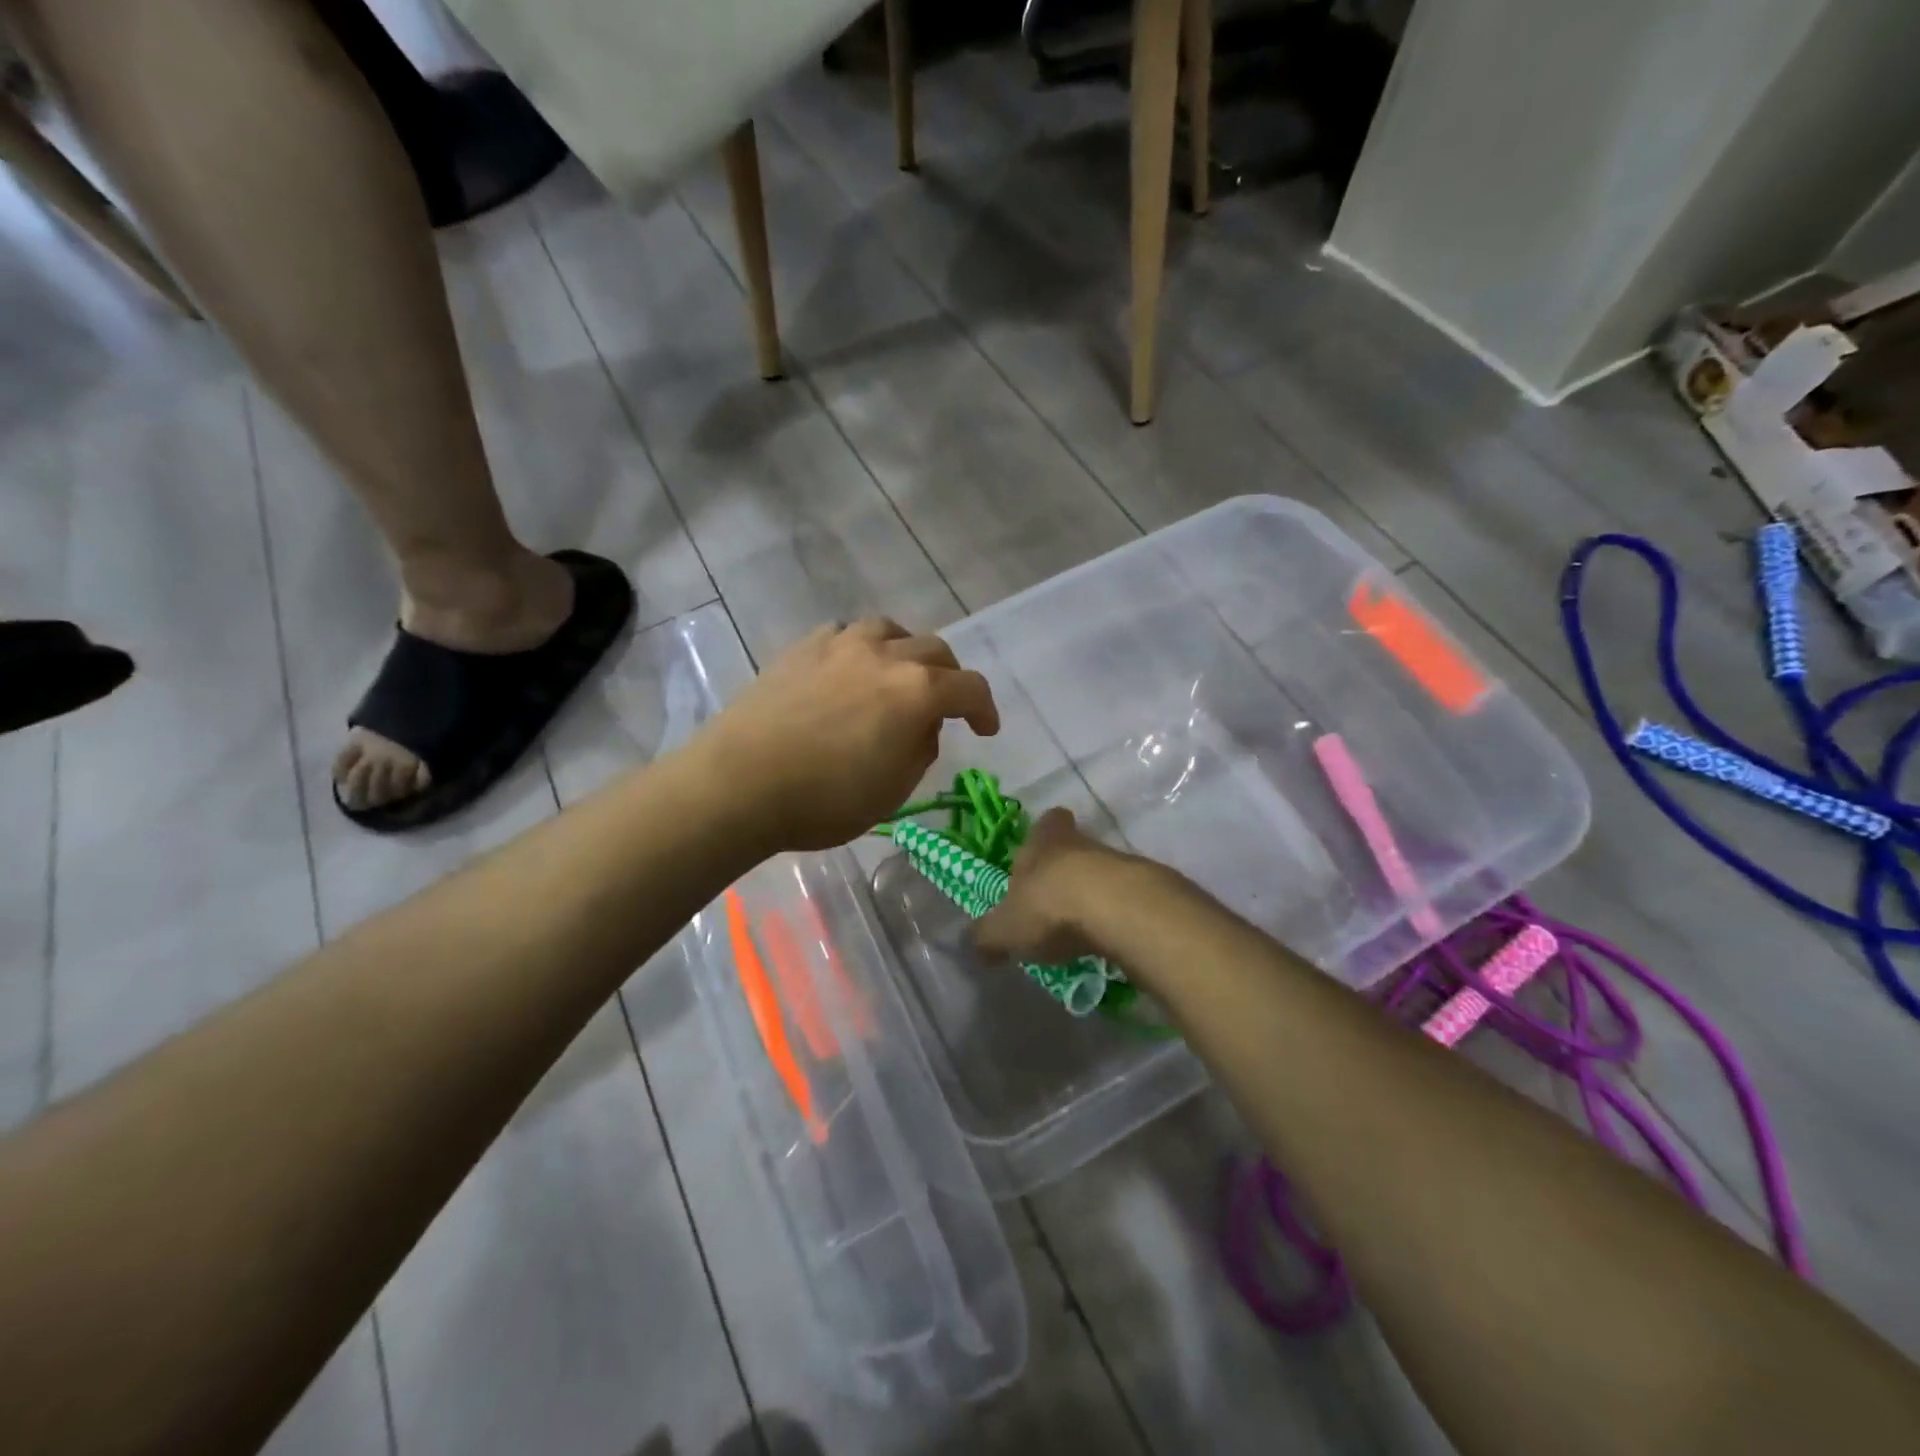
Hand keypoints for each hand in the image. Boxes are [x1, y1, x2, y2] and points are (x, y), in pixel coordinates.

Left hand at [691, 618, 999, 852]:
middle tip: (946, 704)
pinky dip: (861, 648)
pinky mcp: (802, 648)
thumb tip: (922, 726)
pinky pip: (845, 634)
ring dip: (906, 651)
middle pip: (935, 650)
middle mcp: (885, 656)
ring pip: (890, 630)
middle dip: (950, 677)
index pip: (969, 688)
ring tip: (898, 675)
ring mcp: (840, 645)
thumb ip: (920, 750)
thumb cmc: (824, 800)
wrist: (739, 783)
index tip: (986, 729)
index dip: (985, 708)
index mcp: (916, 692)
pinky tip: (849, 670)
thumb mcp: (892, 791)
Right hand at [975, 808, 1133, 963]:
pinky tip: (1107, 941)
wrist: (1118, 911)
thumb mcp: (1004, 928)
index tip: (1038, 854)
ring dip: (1093, 896)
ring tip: (1079, 930)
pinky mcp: (1147, 890)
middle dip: (1065, 872)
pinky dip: (1117, 917)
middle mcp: (1082, 843)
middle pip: (1075, 848)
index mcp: (1045, 841)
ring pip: (1102, 873)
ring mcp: (1120, 864)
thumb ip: (987, 935)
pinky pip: (1127, 900)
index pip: (1048, 821)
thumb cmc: (1049, 906)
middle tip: (1053, 902)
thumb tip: (975, 944)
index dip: (1044, 835)